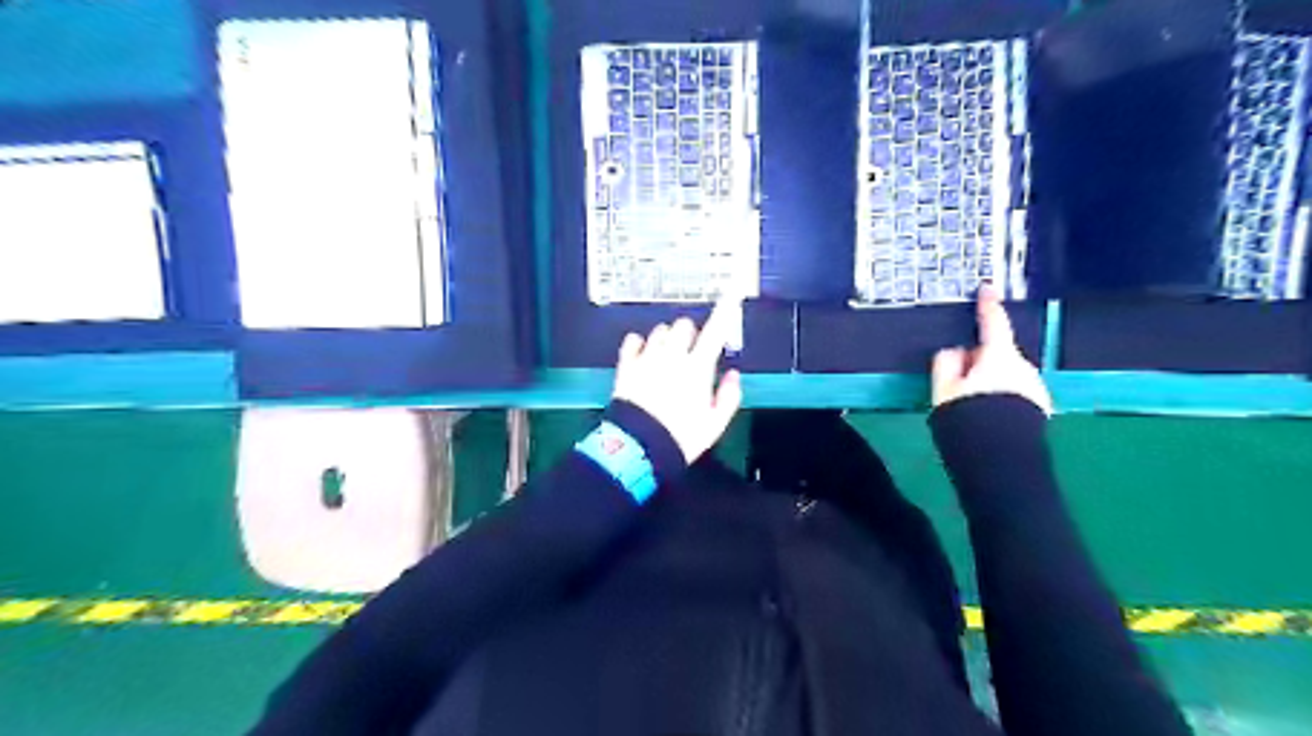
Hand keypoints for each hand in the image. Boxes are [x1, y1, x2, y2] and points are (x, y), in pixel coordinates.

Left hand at [609, 296, 741, 460]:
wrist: (639, 447)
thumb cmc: (680, 437)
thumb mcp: (714, 424)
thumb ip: (729, 396)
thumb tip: (732, 376)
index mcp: (697, 368)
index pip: (715, 331)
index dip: (726, 309)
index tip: (732, 293)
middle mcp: (672, 356)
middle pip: (684, 325)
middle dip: (690, 334)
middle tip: (691, 352)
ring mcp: (646, 358)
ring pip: (659, 330)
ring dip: (667, 338)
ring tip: (666, 356)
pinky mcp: (626, 365)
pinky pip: (633, 340)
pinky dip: (640, 343)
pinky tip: (643, 354)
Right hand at [933, 284, 1052, 414]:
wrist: (999, 460)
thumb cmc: (968, 420)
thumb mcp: (943, 390)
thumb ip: (946, 363)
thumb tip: (954, 352)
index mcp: (999, 358)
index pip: (993, 324)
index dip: (988, 306)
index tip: (988, 290)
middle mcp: (1024, 368)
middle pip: (998, 354)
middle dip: (980, 361)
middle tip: (957, 383)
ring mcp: (1035, 388)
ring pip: (1007, 375)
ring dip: (991, 381)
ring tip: (972, 407)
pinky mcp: (1040, 408)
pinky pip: (1016, 392)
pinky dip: (1003, 397)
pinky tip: (989, 417)